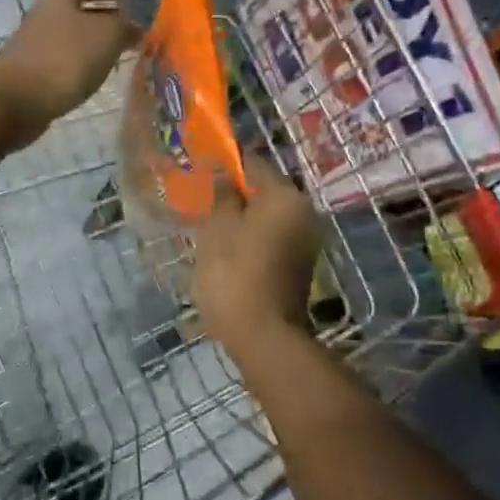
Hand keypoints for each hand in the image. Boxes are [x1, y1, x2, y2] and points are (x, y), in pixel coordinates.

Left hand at [0, 0, 138, 146]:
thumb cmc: (67, 57)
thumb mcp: (108, 35)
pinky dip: (78, 66)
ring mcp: (34, 45)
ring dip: (92, 45)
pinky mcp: (31, 73)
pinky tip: (91, 78)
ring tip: (115, 57)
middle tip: (127, 31)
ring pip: (70, 38)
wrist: (17, 98)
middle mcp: (44, 15)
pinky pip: (62, 62)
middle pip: (77, 11)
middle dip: (103, 18)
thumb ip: (125, 27)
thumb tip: (135, 28)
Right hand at [194, 153, 321, 354]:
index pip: (252, 162)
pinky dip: (247, 237)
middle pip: (261, 190)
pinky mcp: (296, 265)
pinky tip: (223, 250)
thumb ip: (221, 192)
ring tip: (204, 226)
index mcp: (285, 196)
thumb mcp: (218, 227)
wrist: (263, 337)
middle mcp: (303, 213)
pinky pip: (268, 238)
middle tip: (197, 200)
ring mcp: (303, 241)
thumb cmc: (235, 274)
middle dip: (230, 192)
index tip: (196, 168)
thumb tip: (221, 167)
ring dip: (236, 217)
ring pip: (263, 216)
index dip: (223, 162)